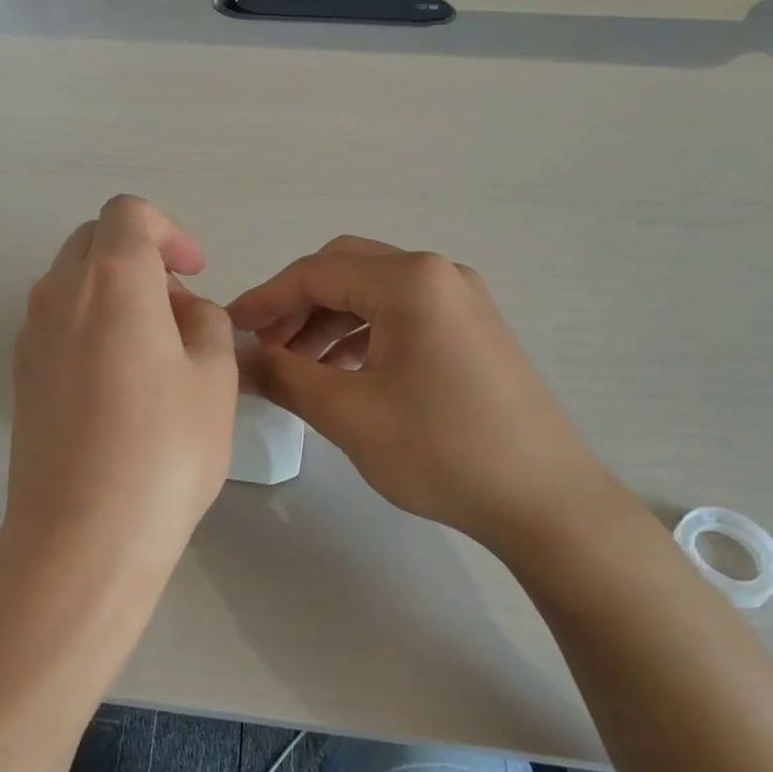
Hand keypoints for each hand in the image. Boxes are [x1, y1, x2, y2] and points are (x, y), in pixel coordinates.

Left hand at [3, 196, 237, 585]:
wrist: (82, 534)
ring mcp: (31, 335)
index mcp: (111, 280)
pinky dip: (89, 326)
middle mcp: (59, 294)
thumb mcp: (215, 377)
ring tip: (154, 350)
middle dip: (140, 258)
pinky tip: (118, 383)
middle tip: (178, 310)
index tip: (195, 272)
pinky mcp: (21, 376)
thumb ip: (206, 324)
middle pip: (94, 242)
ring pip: (72, 283)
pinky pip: (57, 324)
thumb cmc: (164, 449)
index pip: (129, 215)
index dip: (168, 231)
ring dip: (114, 293)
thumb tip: (183, 313)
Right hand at [228, 238, 633, 560]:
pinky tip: (341, 373)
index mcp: (409, 280)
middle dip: (295, 306)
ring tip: (296, 367)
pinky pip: (400, 316)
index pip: (314, 273)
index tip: (229, 329)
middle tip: (263, 347)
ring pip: (372, 294)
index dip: (264, 299)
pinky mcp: (471, 329)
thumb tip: (238, 358)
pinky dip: (361, 335)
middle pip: (344, 271)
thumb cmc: (440, 450)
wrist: (544, 500)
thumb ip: (283, 376)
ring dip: (327, 322)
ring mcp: (461, 300)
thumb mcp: (347, 413)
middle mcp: (437, 274)